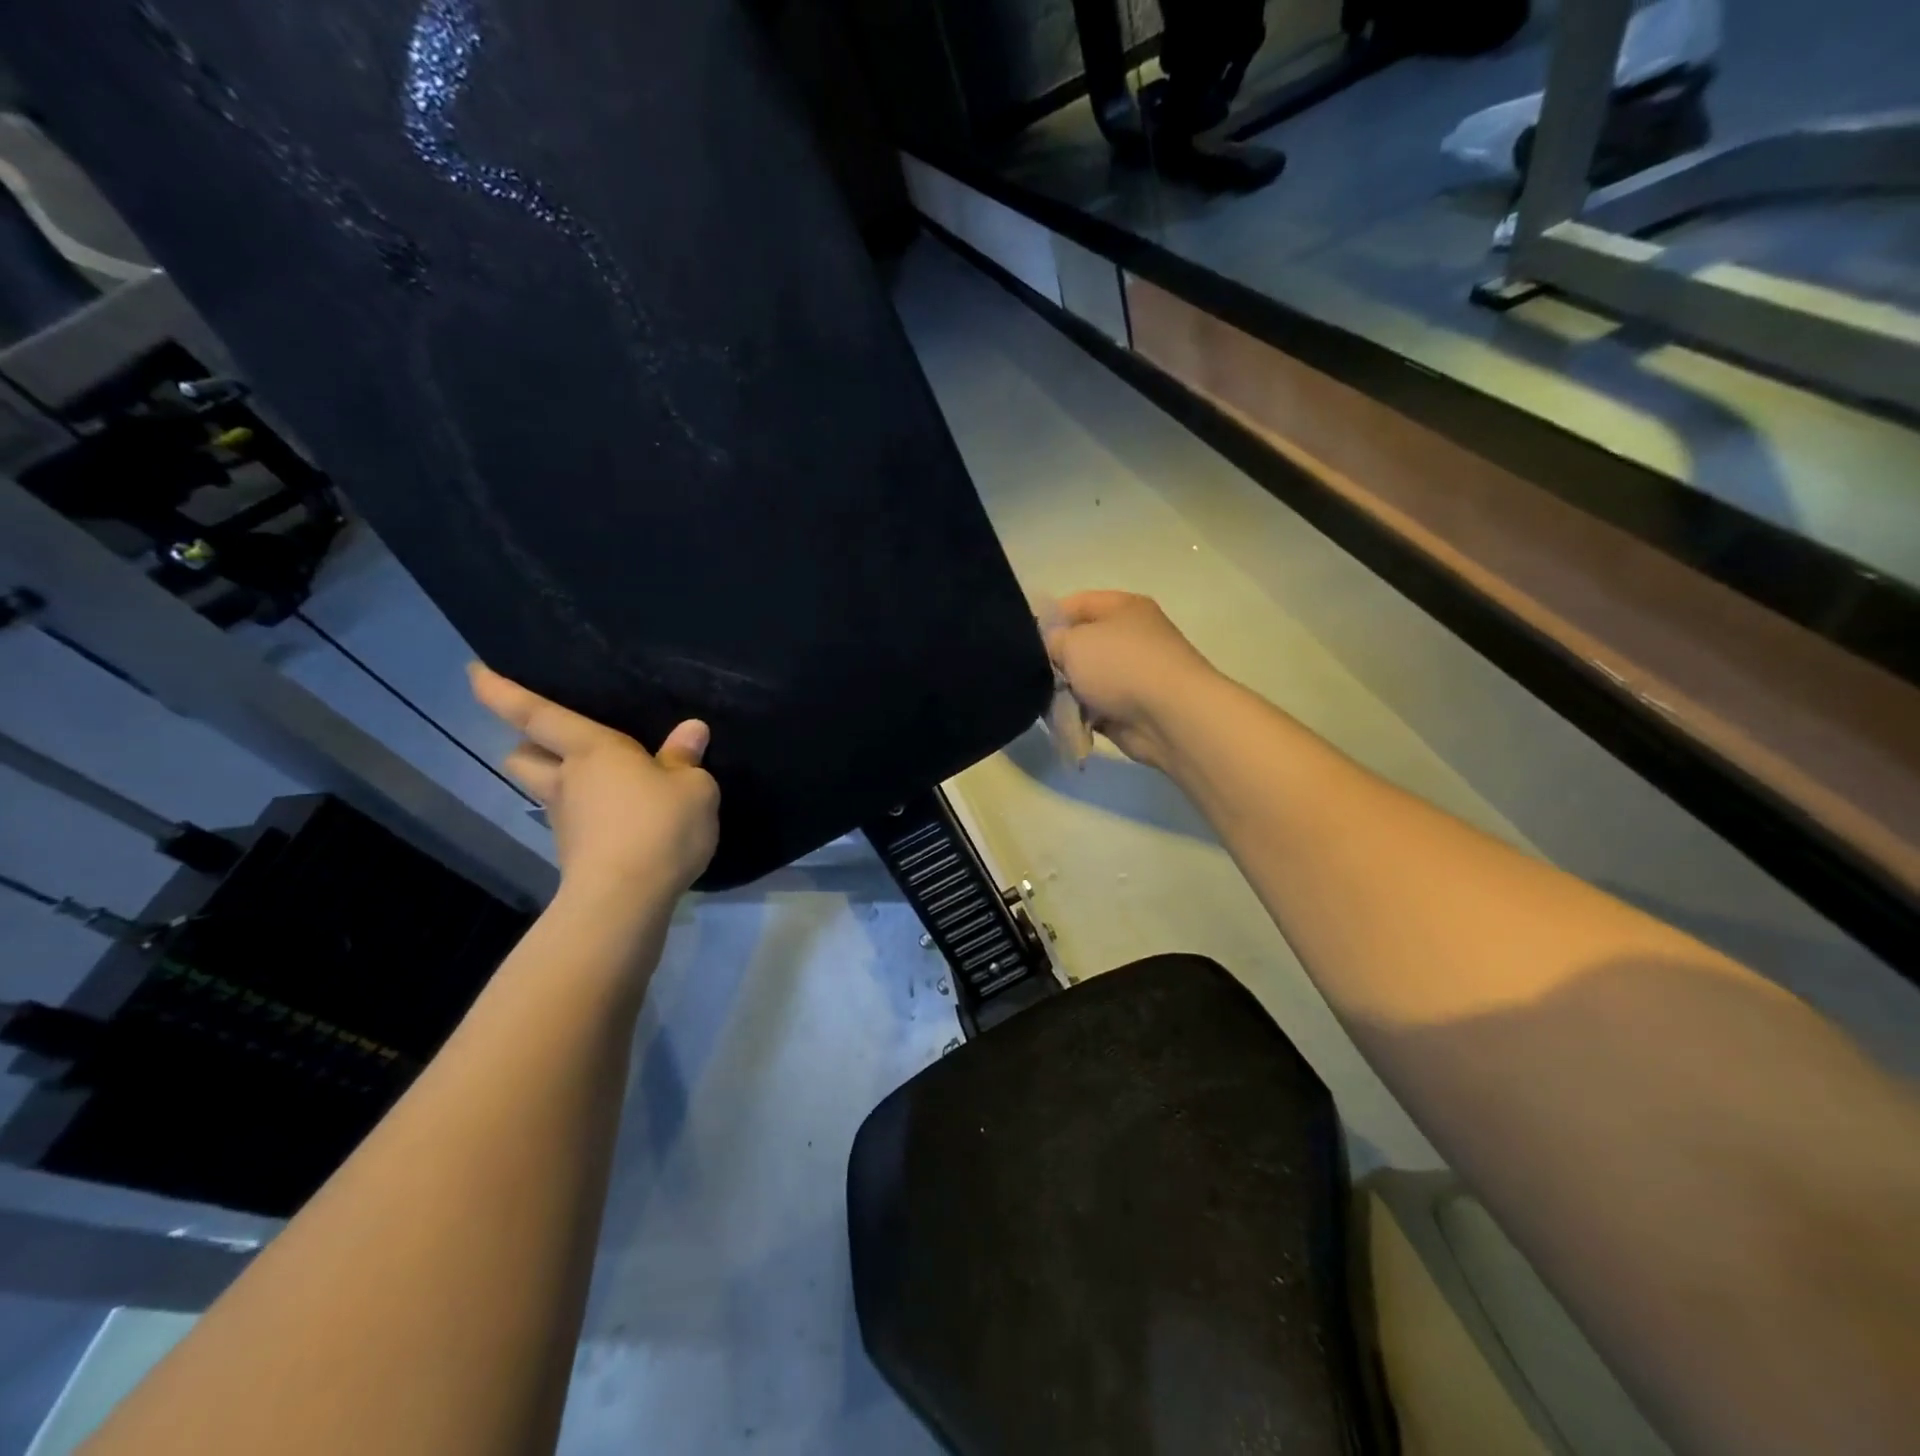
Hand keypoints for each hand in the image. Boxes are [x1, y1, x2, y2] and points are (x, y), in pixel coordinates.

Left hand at [469, 665, 719, 897]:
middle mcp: (568, 780)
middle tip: (558, 743)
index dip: (501, 691)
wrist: (626, 900)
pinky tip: (628, 822)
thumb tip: (691, 731)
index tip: (473, 672)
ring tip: (605, 785)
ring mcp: (566, 820)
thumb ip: (686, 759)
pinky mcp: (576, 854)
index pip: (535, 713)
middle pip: (524, 757)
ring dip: (562, 783)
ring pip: (547, 791)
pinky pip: (578, 822)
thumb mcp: (693, 788)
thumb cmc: (658, 827)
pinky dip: (594, 817)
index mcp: (592, 750)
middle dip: (530, 747)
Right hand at [1042, 591, 1220, 769]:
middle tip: (1031, 675)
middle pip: (1079, 645)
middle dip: (1054, 661)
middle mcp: (1129, 637)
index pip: (1075, 604)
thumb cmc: (1121, 666)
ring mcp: (1131, 675)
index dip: (1046, 619)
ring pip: (1083, 679)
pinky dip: (1078, 715)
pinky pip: (1092, 708)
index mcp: (1122, 608)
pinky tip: (1064, 721)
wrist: (1170, 716)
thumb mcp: (1073, 642)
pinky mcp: (1128, 708)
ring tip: (1046, 702)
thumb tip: (1049, 648)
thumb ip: (1050, 640)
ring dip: (1065, 692)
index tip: (1023, 641)